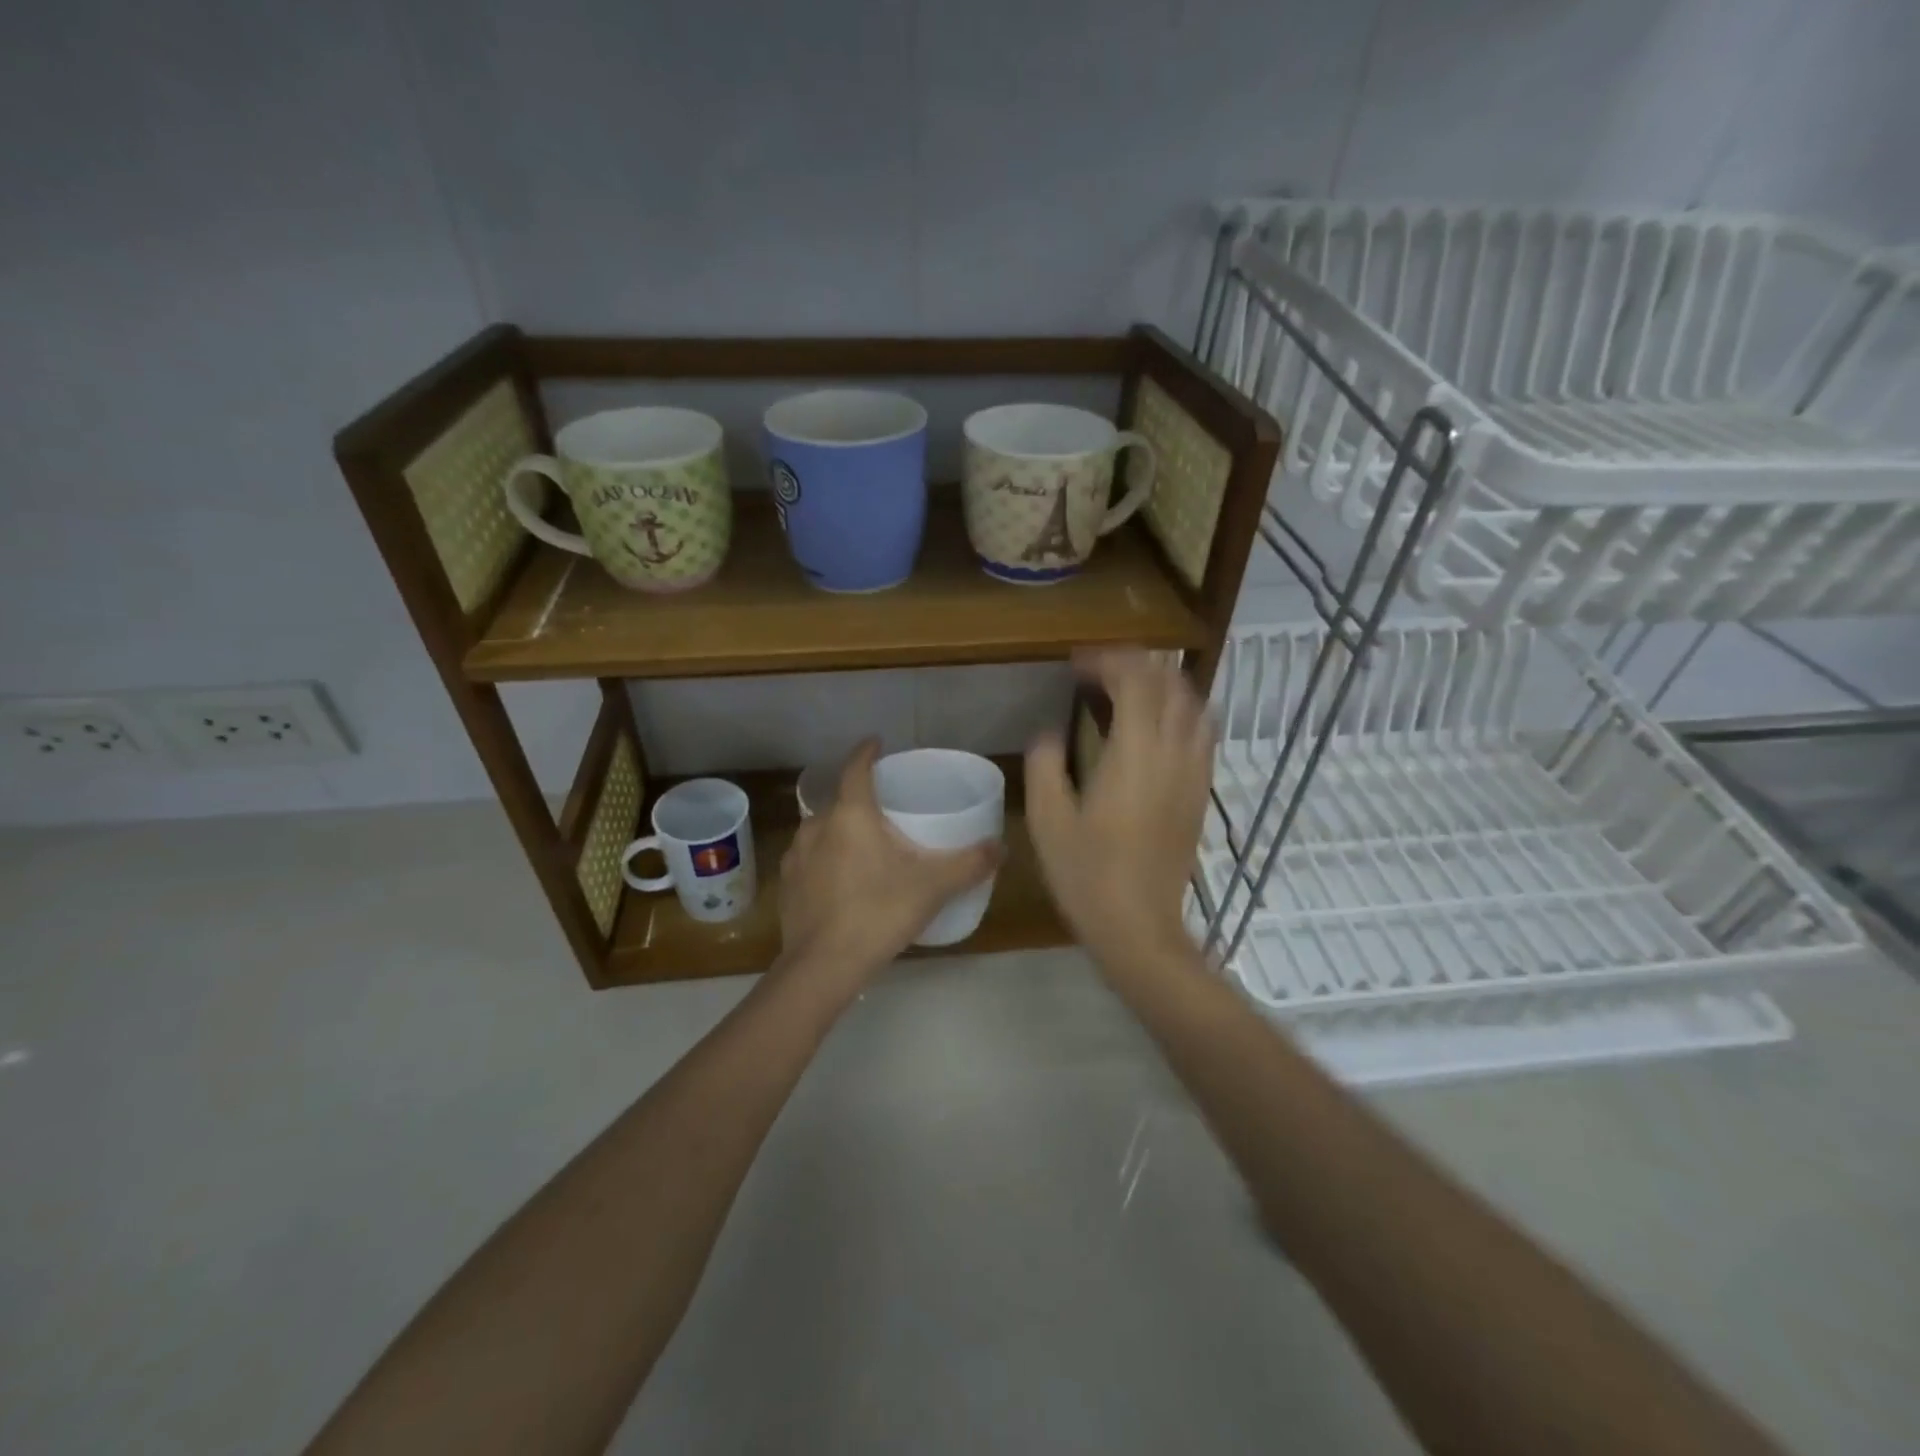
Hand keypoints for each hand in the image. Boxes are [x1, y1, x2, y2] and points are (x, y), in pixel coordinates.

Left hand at [775, 740, 1001, 995]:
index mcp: (851, 814)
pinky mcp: (787, 885)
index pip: (856, 767)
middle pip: (838, 799)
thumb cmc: (880, 911)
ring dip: (839, 830)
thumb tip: (1002, 847)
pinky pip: (809, 859)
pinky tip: (840, 881)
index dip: (867, 751)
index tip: (877, 742)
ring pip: (820, 830)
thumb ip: (970, 863)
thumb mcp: (934, 886)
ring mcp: (796, 855)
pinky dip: (825, 860)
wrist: (824, 965)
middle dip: (858, 797)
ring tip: (862, 845)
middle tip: (882, 807)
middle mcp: (817, 825)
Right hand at [1025, 652, 1213, 976]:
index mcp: (1135, 753)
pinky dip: (1180, 711)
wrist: (1140, 927)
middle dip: (1136, 663)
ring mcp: (1194, 772)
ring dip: (1163, 684)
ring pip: (1193, 704)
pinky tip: (1155, 726)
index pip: (1135, 679)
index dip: (1107, 660)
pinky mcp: (1200, 793)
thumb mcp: (1047, 819)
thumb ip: (1045, 763)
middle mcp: (1173, 753)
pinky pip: (1201, 732)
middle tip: (1098, 670)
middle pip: (1170, 683)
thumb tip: (1051, 732)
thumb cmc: (1087, 874)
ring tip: (1128, 689)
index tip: (1075, 664)